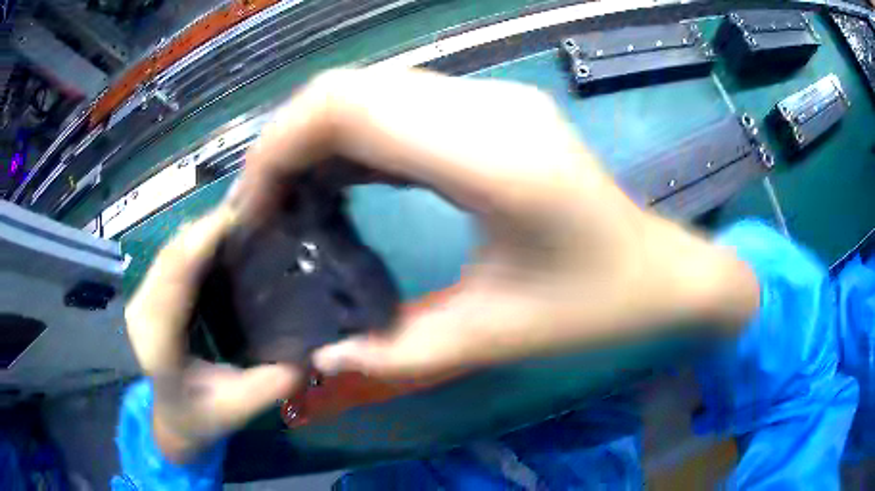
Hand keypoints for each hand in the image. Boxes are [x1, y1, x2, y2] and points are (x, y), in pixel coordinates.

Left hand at [124, 207, 300, 462]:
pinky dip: (196, 242)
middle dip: (208, 227)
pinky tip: (221, 239)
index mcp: (159, 344)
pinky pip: (171, 257)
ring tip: (242, 220)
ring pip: (170, 249)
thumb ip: (271, 384)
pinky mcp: (148, 293)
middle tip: (254, 212)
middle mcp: (142, 313)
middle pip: (171, 253)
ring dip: (202, 230)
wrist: (170, 418)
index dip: (201, 240)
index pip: (173, 278)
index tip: (240, 217)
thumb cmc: (201, 417)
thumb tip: (311, 350)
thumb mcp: (238, 408)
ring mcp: (141, 300)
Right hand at [230, 68, 759, 379]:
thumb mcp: (496, 338)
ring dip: (316, 136)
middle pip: (349, 87)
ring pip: (370, 89)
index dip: (279, 148)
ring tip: (291, 198)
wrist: (659, 269)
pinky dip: (353, 136)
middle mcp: (489, 106)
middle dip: (287, 141)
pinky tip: (341, 181)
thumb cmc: (597, 306)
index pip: (348, 108)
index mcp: (493, 156)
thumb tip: (322, 356)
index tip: (253, 208)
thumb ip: (398, 352)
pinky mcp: (495, 108)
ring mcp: (494, 98)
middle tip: (264, 206)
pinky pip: (399, 104)